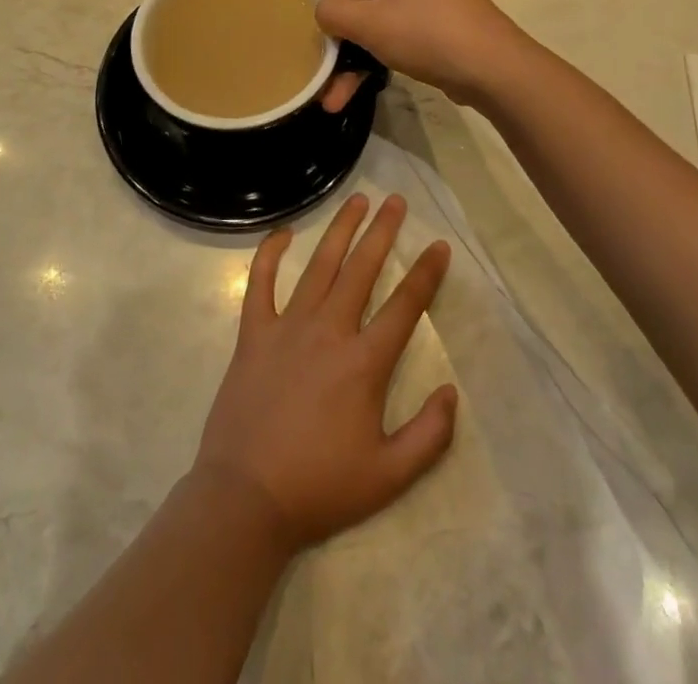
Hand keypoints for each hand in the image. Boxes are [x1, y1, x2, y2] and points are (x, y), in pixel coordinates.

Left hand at [194, 193, 456, 550]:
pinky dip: (270, 253)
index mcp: (364, 362)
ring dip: (340, 229)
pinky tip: (283, 232)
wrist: (247, 498)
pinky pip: (261, 282)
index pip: (404, 306)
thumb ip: (429, 435)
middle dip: (383, 231)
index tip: (440, 246)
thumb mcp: (390, 476)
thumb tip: (451, 391)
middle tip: (397, 201)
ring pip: (320, 265)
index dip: (426, 273)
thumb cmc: (321, 487)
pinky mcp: (253, 333)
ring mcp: (287, 326)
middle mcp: (329, 330)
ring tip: (357, 199)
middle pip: (362, 269)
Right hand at [312, 0, 528, 107]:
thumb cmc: (428, 32)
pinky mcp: (434, 26)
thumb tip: (320, 10)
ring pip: (374, 21)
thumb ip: (334, 11)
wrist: (494, 70)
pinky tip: (348, 92)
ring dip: (350, 55)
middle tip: (301, 43)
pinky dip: (372, 58)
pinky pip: (392, 34)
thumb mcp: (371, 22)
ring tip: (324, 91)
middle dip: (332, 29)